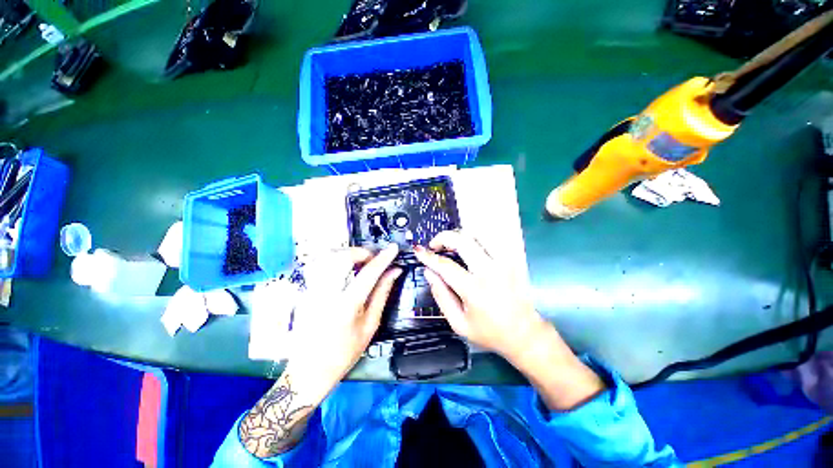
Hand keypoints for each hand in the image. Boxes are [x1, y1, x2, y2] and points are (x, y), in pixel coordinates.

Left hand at [286, 244, 400, 402]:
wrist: (308, 371)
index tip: (393, 248)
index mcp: (346, 306)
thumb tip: (394, 272)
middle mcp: (325, 294)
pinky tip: (344, 270)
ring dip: (347, 254)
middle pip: (342, 257)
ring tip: (359, 262)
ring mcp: (310, 291)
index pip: (368, 273)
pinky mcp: (304, 291)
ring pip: (328, 257)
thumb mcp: (370, 325)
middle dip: (361, 252)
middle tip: (372, 259)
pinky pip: (321, 266)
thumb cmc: (344, 352)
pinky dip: (335, 261)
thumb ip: (382, 293)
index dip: (383, 258)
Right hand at [415, 231, 604, 409]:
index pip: (445, 266)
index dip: (428, 256)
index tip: (418, 250)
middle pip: (463, 240)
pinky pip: (489, 241)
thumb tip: (429, 272)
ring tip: (450, 246)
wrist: (525, 334)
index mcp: (474, 290)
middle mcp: (489, 271)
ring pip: (477, 236)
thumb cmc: (489, 333)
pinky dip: (474, 241)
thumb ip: (441, 296)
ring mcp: (502, 263)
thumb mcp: (459, 323)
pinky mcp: (510, 261)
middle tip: (435, 246)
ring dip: (459, 237)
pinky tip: (468, 249)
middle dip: (444, 237)